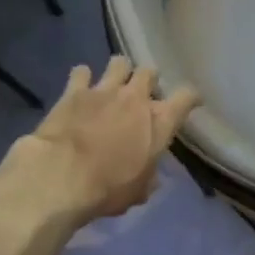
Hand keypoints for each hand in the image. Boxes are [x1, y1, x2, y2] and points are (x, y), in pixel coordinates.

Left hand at [15, 57, 201, 221]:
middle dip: (148, 80)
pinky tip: (80, 87)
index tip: (190, 102)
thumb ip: (148, 177)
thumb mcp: (138, 192)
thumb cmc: (108, 189)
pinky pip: (82, 71)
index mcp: (159, 123)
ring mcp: (104, 90)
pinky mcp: (74, 90)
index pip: (186, 97)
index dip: (191, 97)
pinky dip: (82, 77)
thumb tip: (150, 176)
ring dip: (119, 71)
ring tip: (113, 83)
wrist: (63, 176)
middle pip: (150, 72)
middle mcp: (136, 98)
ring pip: (119, 63)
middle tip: (141, 94)